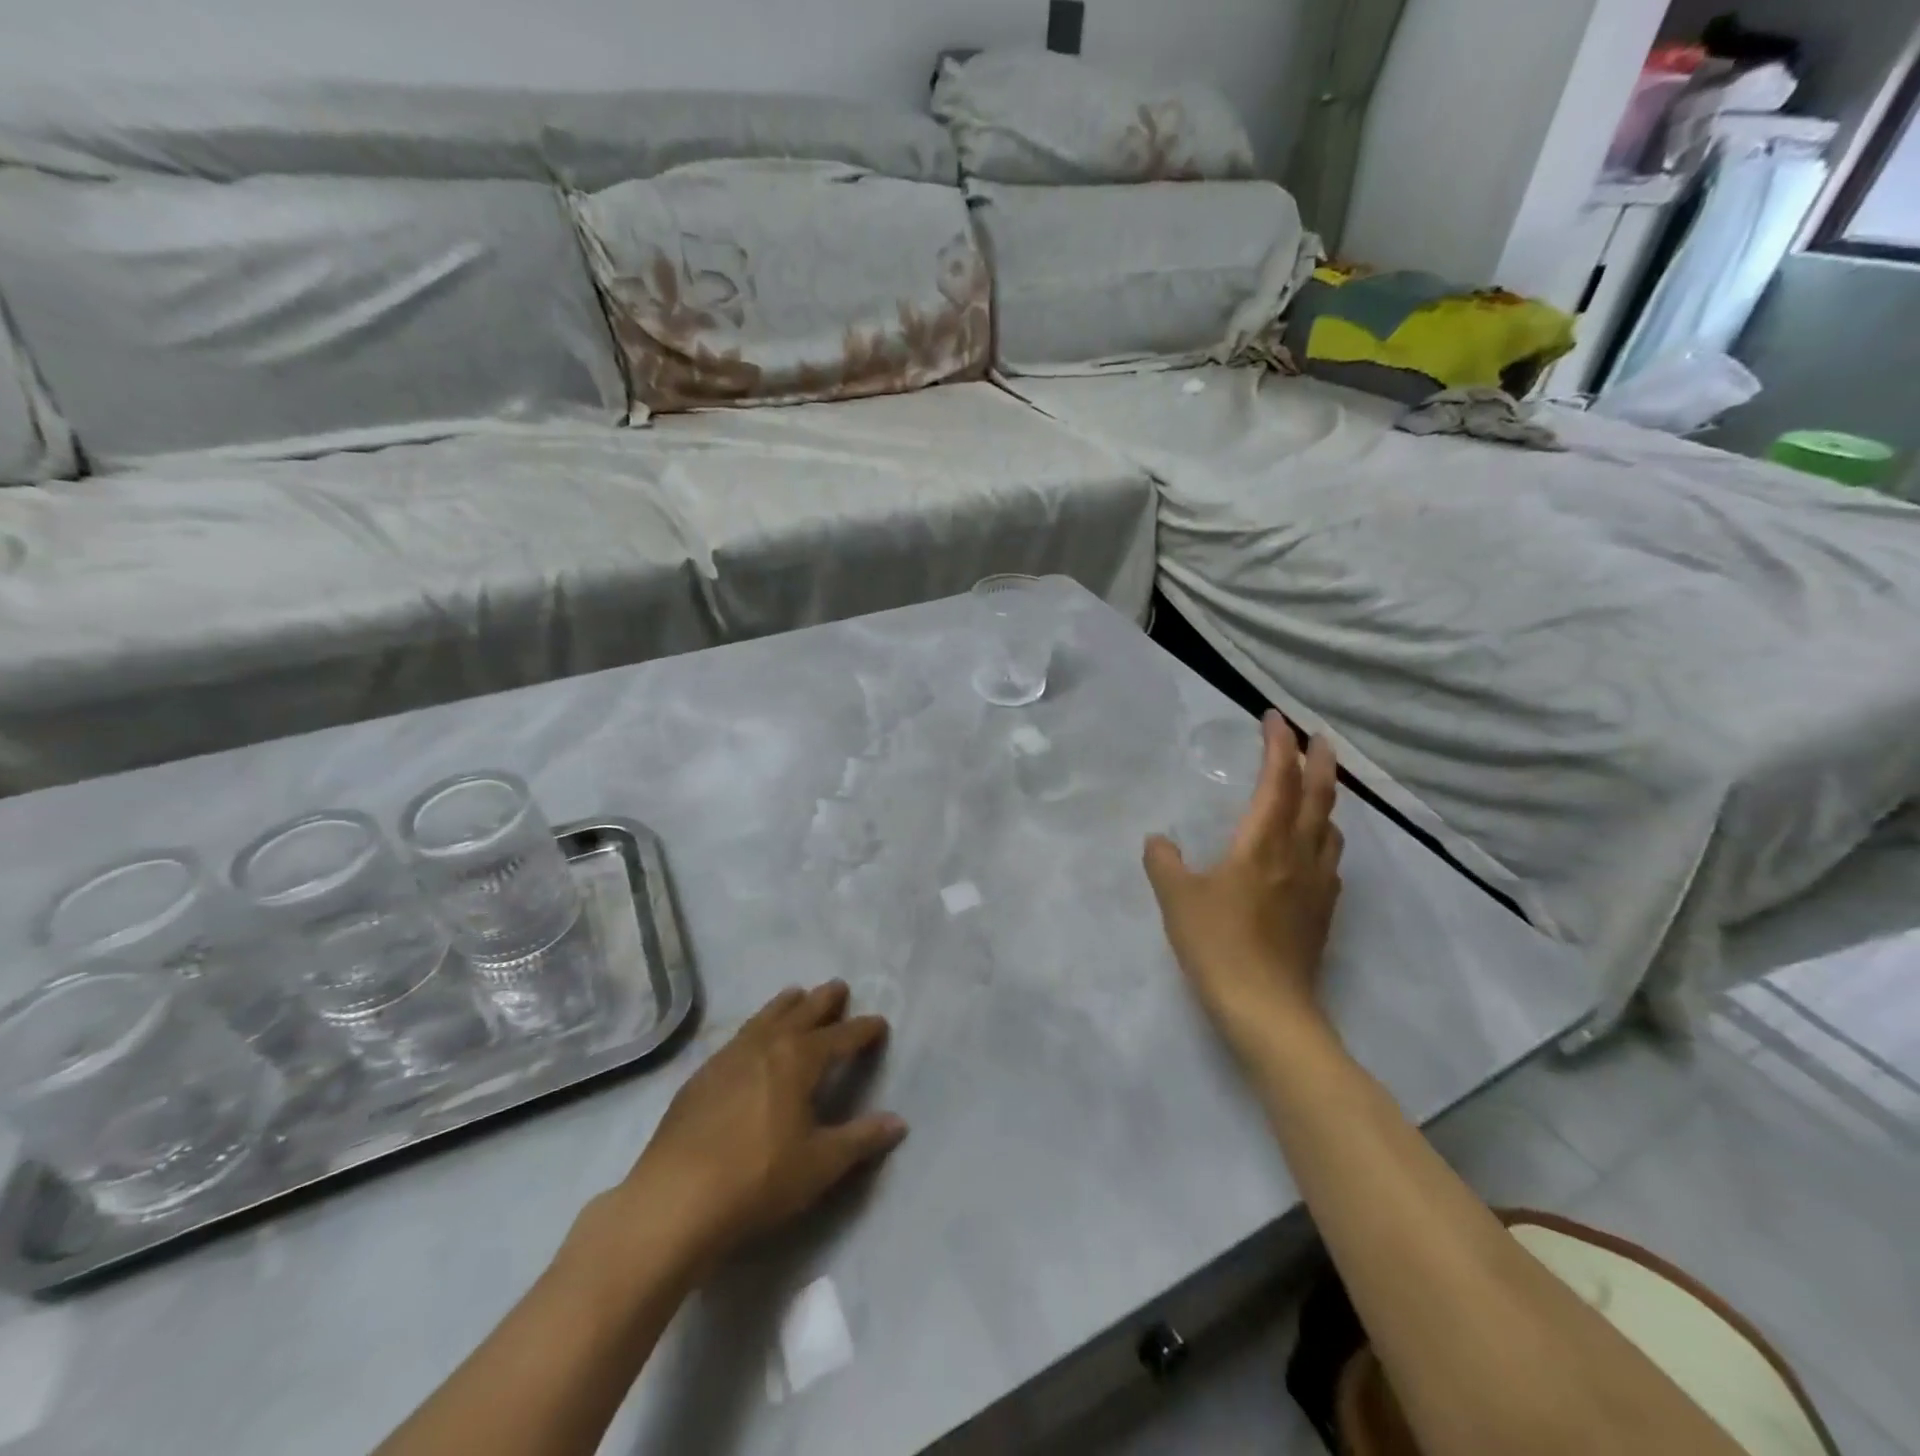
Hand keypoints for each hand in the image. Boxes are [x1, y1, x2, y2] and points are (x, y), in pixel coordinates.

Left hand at [607, 982, 906, 1278]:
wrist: (675, 1199)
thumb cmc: (759, 1178)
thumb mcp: (820, 1164)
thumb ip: (861, 1139)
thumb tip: (899, 1122)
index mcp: (800, 1059)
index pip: (841, 1037)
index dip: (863, 1030)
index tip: (880, 1023)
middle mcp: (767, 1045)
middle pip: (802, 1014)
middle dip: (824, 1001)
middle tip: (838, 986)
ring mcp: (729, 1057)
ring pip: (765, 1018)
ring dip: (785, 1005)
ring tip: (795, 993)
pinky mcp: (701, 1075)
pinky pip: (738, 1037)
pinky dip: (755, 1027)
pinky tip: (750, 1038)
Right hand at [1145, 712, 1344, 1054]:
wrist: (1268, 1009)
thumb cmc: (1218, 945)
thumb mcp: (1176, 899)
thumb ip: (1164, 863)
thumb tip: (1159, 840)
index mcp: (1263, 844)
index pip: (1277, 781)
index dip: (1278, 745)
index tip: (1274, 718)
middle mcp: (1298, 855)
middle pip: (1319, 797)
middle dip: (1319, 761)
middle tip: (1317, 736)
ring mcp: (1317, 885)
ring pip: (1331, 828)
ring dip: (1326, 799)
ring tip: (1315, 789)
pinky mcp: (1323, 913)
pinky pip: (1330, 861)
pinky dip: (1324, 839)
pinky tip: (1311, 852)